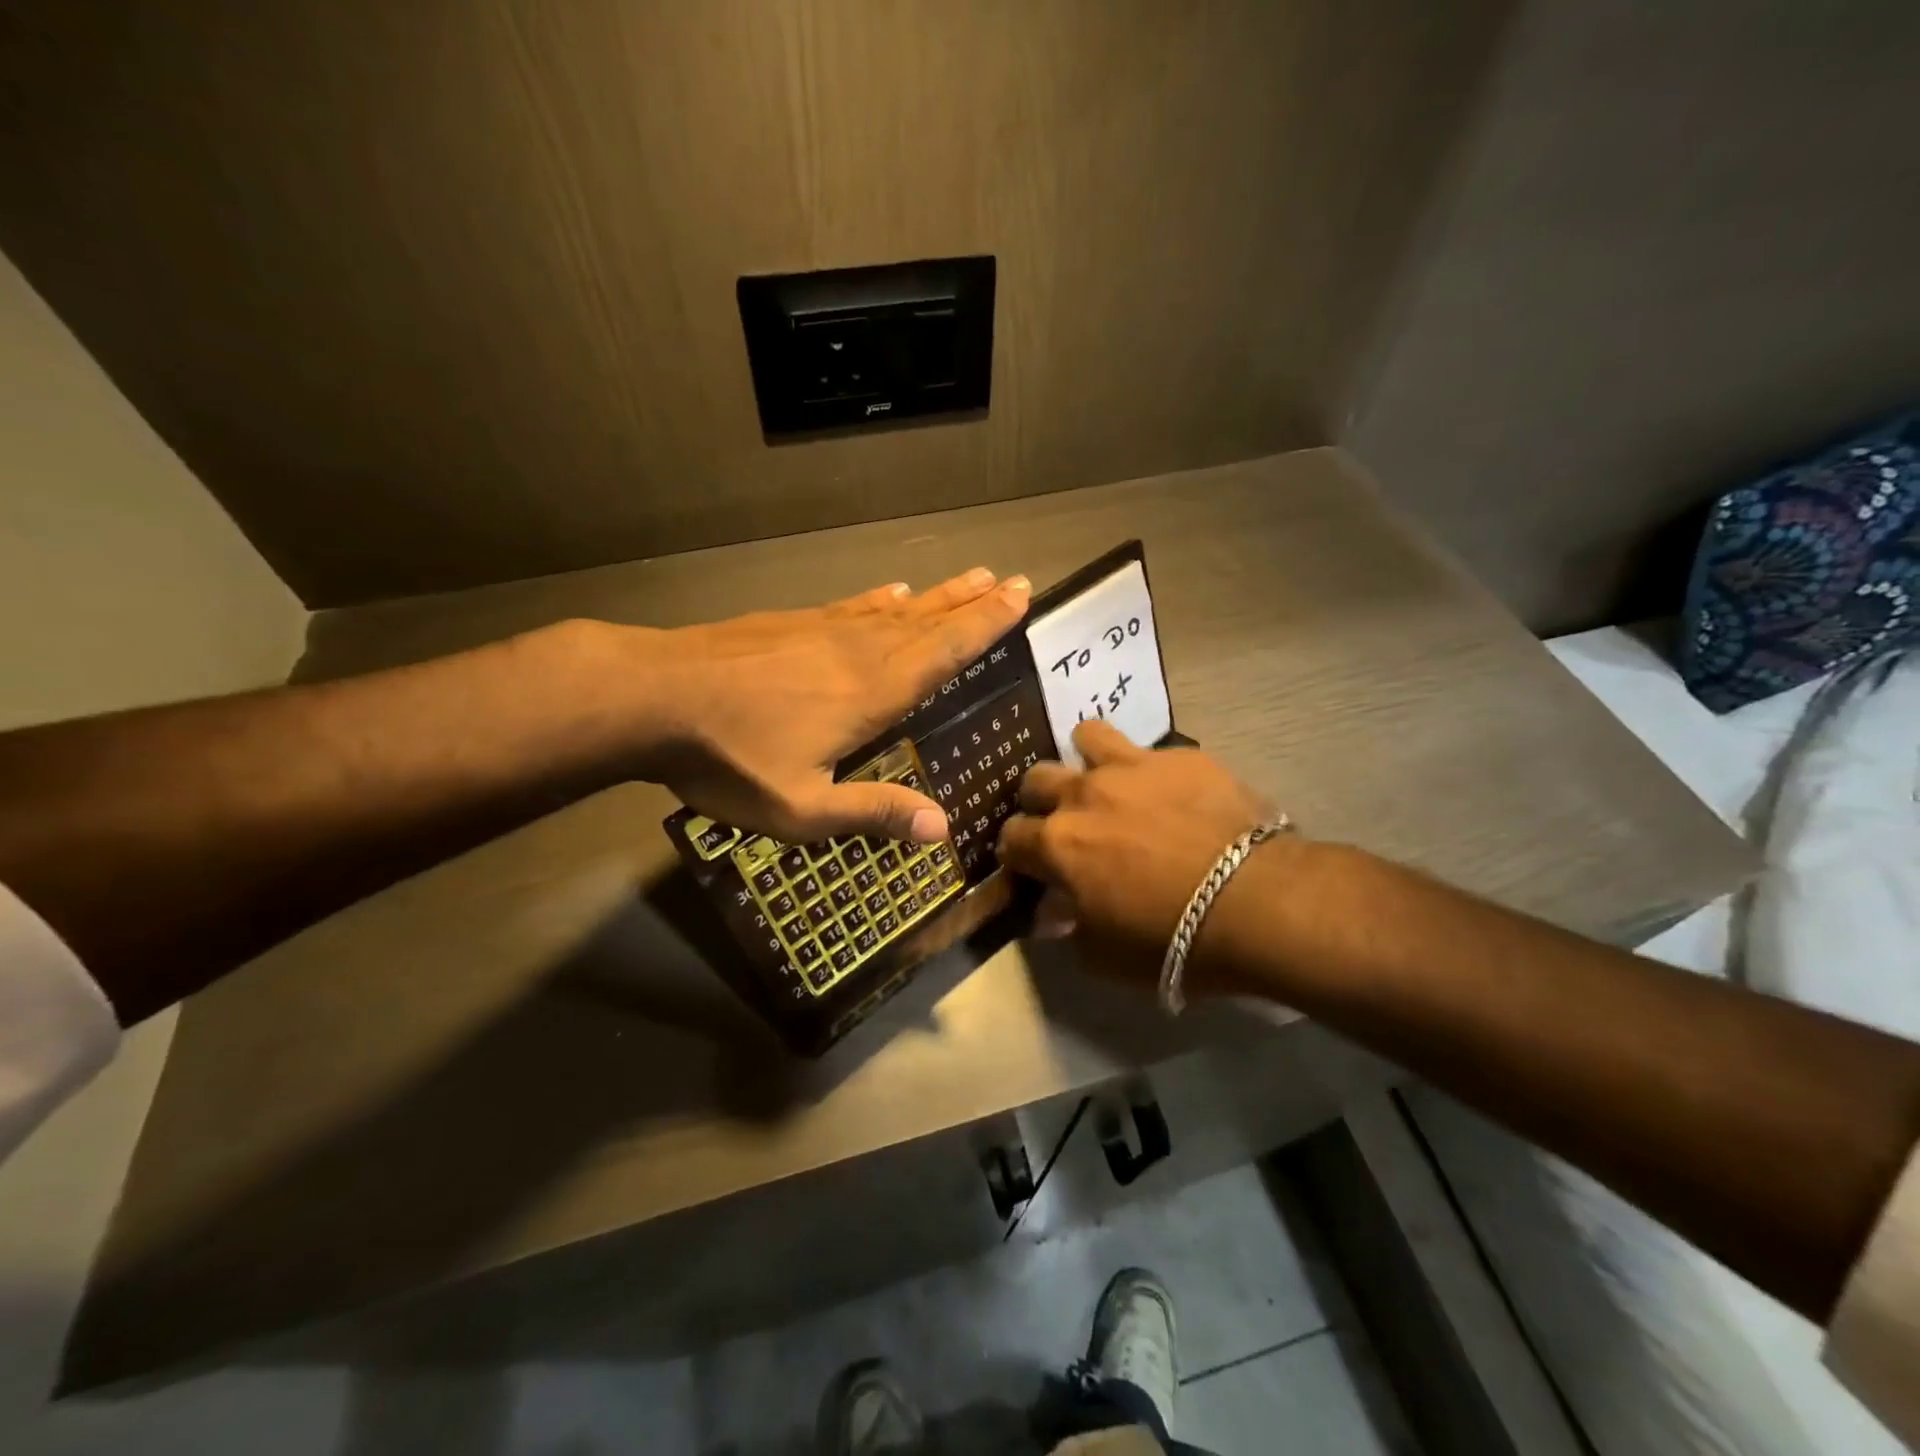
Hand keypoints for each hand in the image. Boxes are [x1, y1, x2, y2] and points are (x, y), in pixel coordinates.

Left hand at [641, 568, 1029, 843]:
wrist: (652, 697)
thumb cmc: (730, 759)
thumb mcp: (802, 808)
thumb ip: (873, 811)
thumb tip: (943, 828)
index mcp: (872, 693)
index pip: (944, 654)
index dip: (984, 627)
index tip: (1019, 598)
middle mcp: (857, 652)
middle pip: (928, 623)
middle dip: (973, 604)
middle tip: (1011, 581)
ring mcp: (821, 631)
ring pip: (894, 610)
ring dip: (937, 596)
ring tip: (970, 578)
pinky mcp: (789, 624)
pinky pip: (851, 606)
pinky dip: (880, 599)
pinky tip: (891, 593)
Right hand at [997, 720, 1278, 986]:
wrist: (1256, 901)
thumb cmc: (1172, 939)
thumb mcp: (1105, 955)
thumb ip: (1069, 927)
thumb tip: (1053, 911)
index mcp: (1059, 844)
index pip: (1011, 836)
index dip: (1016, 851)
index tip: (1030, 863)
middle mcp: (1084, 794)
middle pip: (1037, 778)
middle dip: (1040, 799)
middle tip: (1064, 819)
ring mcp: (1132, 767)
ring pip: (1087, 737)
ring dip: (1087, 758)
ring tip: (1106, 779)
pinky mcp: (1180, 756)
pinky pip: (1150, 750)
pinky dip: (1149, 769)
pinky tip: (1170, 790)